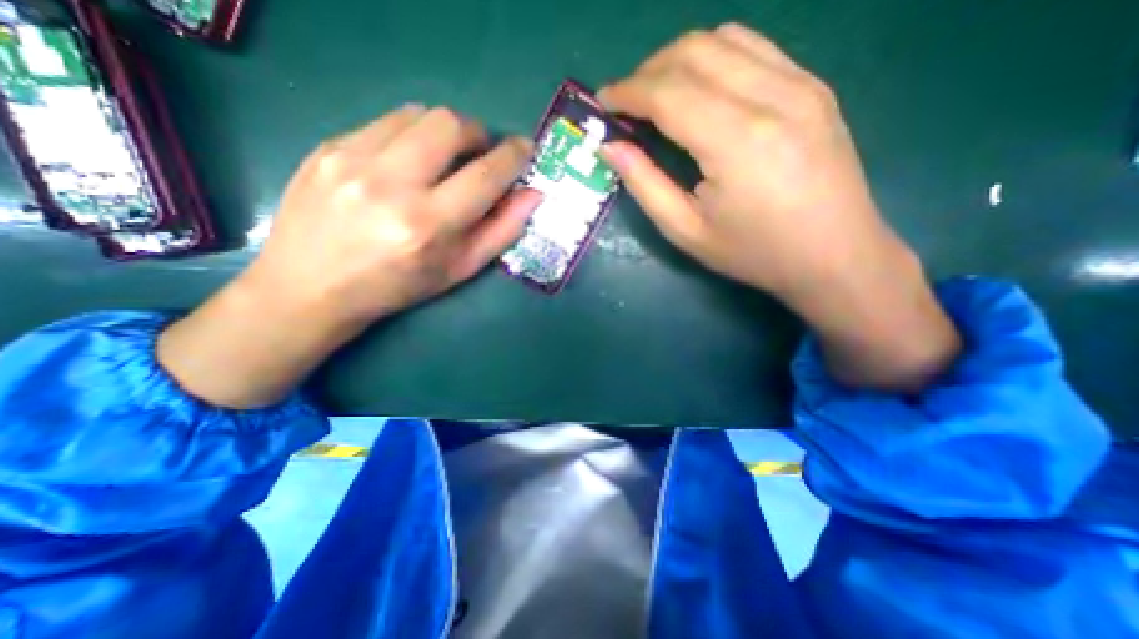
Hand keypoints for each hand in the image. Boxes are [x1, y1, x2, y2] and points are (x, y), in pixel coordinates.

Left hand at [247, 104, 538, 327]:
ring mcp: (352, 159)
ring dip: (444, 131)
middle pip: (450, 124)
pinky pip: (384, 122)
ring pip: (417, 114)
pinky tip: (406, 161)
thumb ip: (501, 231)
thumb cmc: (397, 286)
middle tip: (481, 153)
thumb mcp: (459, 269)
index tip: (524, 149)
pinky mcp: (327, 147)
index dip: (513, 156)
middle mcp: (391, 185)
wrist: (311, 287)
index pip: (485, 174)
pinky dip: (410, 134)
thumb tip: (532, 194)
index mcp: (428, 225)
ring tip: (444, 157)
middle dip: (478, 133)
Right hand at [601, 25, 953, 388]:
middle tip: (626, 104)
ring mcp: (801, 83)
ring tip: (657, 95)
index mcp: (737, 140)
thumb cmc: (753, 253)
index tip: (602, 103)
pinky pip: (754, 48)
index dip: (627, 92)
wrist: (834, 255)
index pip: (668, 93)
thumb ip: (645, 185)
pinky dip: (714, 58)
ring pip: (724, 38)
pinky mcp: (813, 86)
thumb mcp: (686, 231)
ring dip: (678, 60)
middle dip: (647, 71)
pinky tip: (700, 89)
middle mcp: (772, 96)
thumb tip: (611, 147)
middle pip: (693, 52)